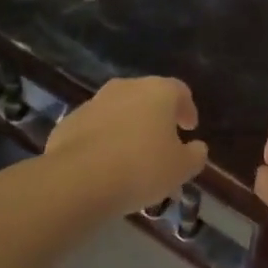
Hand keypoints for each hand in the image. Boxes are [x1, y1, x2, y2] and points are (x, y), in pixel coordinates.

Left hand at [46, 77, 207, 215]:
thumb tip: (197, 147)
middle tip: (162, 143)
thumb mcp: (181, 169)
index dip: (187, 109)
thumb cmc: (142, 168)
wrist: (79, 179)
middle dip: (156, 118)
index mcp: (158, 92)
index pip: (180, 91)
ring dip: (128, 128)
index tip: (189, 128)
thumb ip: (195, 156)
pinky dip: (103, 140)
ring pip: (119, 112)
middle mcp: (125, 88)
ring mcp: (94, 103)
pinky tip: (105, 164)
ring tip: (132, 158)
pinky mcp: (69, 121)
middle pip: (147, 97)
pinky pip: (95, 128)